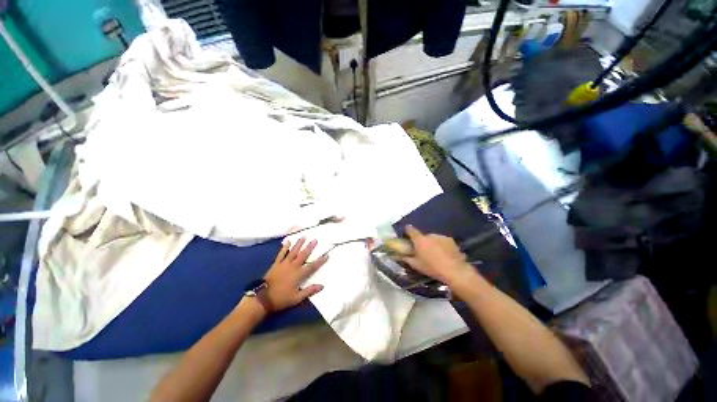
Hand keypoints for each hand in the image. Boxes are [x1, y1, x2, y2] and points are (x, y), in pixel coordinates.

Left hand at [263, 238, 327, 311]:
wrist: (263, 298)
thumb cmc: (281, 299)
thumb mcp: (297, 298)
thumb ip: (309, 291)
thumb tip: (322, 286)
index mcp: (299, 275)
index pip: (312, 266)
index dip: (320, 261)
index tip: (327, 255)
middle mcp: (293, 267)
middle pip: (303, 255)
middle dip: (310, 247)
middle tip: (315, 239)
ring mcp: (284, 264)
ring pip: (293, 252)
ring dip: (299, 244)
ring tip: (304, 236)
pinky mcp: (276, 264)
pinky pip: (281, 254)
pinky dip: (284, 248)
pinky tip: (287, 241)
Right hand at [402, 225, 473, 284]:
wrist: (454, 271)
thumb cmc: (432, 268)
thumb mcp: (417, 265)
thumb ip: (407, 258)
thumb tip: (401, 255)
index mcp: (420, 240)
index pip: (411, 230)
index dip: (408, 230)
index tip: (407, 231)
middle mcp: (430, 235)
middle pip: (423, 236)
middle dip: (423, 241)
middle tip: (424, 250)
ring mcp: (441, 237)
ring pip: (433, 238)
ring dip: (432, 243)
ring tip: (436, 254)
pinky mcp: (451, 240)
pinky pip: (442, 241)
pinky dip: (441, 245)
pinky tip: (444, 254)